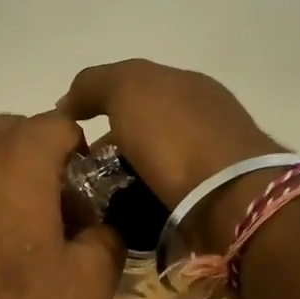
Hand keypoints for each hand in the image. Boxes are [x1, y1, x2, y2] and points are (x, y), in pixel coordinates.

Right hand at [59, 59, 280, 250]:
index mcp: (187, 84)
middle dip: (111, 146)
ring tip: (97, 200)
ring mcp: (212, 160)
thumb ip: (94, 84)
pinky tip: (127, 214)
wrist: (231, 199)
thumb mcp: (128, 88)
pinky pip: (166, 194)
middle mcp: (203, 116)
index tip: (72, 135)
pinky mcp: (215, 199)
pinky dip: (145, 200)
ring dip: (127, 176)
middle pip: (143, 127)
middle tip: (79, 173)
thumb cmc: (176, 136)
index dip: (97, 105)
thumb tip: (68, 104)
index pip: (132, 87)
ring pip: (153, 164)